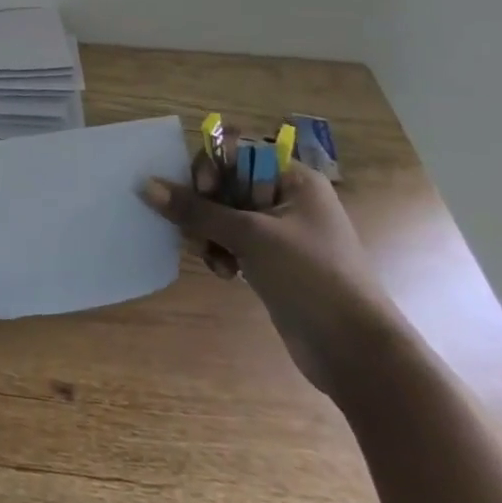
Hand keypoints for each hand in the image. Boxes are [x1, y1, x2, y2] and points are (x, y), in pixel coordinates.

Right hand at [140, 161, 403, 396]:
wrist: (357, 352)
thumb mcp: (249, 237)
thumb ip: (195, 210)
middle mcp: (287, 198)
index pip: (236, 150)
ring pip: (223, 214)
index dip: (212, 166)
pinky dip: (221, 252)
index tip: (203, 192)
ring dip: (209, 233)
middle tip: (198, 229)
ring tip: (213, 258)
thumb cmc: (310, 277)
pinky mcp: (273, 261)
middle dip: (205, 206)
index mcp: (293, 179)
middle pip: (225, 182)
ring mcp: (280, 231)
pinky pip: (232, 241)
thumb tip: (145, 185)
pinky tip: (224, 273)